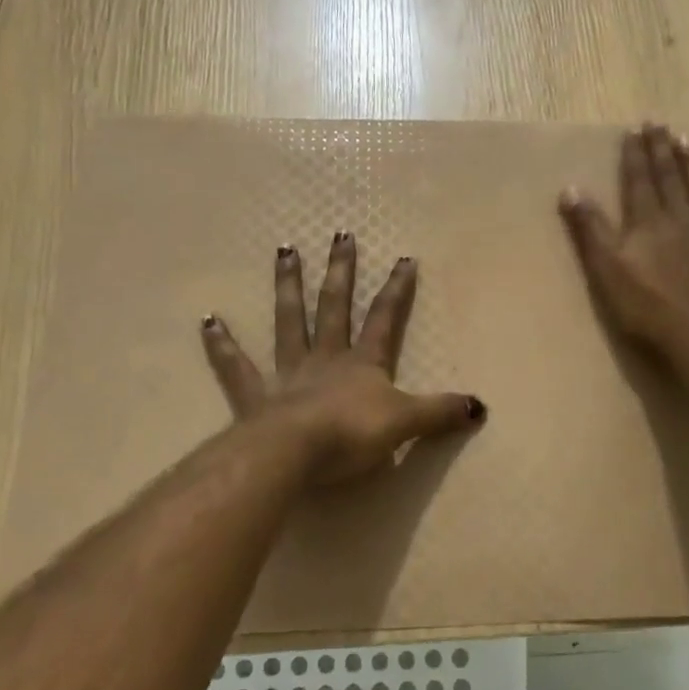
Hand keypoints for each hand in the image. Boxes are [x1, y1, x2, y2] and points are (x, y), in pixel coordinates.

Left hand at [200, 233, 484, 484]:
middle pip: (334, 307)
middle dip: (340, 271)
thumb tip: (480, 406)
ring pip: (288, 322)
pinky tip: (208, 320)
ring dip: (288, 287)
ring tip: (285, 251)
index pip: (384, 319)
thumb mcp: (405, 424)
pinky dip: (222, 345)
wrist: (296, 454)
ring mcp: (287, 373)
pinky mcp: (255, 395)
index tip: (403, 259)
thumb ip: (439, 413)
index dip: (396, 291)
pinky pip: (236, 367)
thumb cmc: (352, 436)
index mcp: (361, 364)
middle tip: (340, 235)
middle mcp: (325, 358)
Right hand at [558, 123, 688, 363]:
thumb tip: (571, 189)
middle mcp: (680, 219)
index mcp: (647, 222)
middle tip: (660, 123)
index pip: (639, 180)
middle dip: (662, 150)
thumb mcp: (605, 269)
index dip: (635, 154)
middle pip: (670, 178)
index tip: (635, 128)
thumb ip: (590, 229)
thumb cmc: (645, 307)